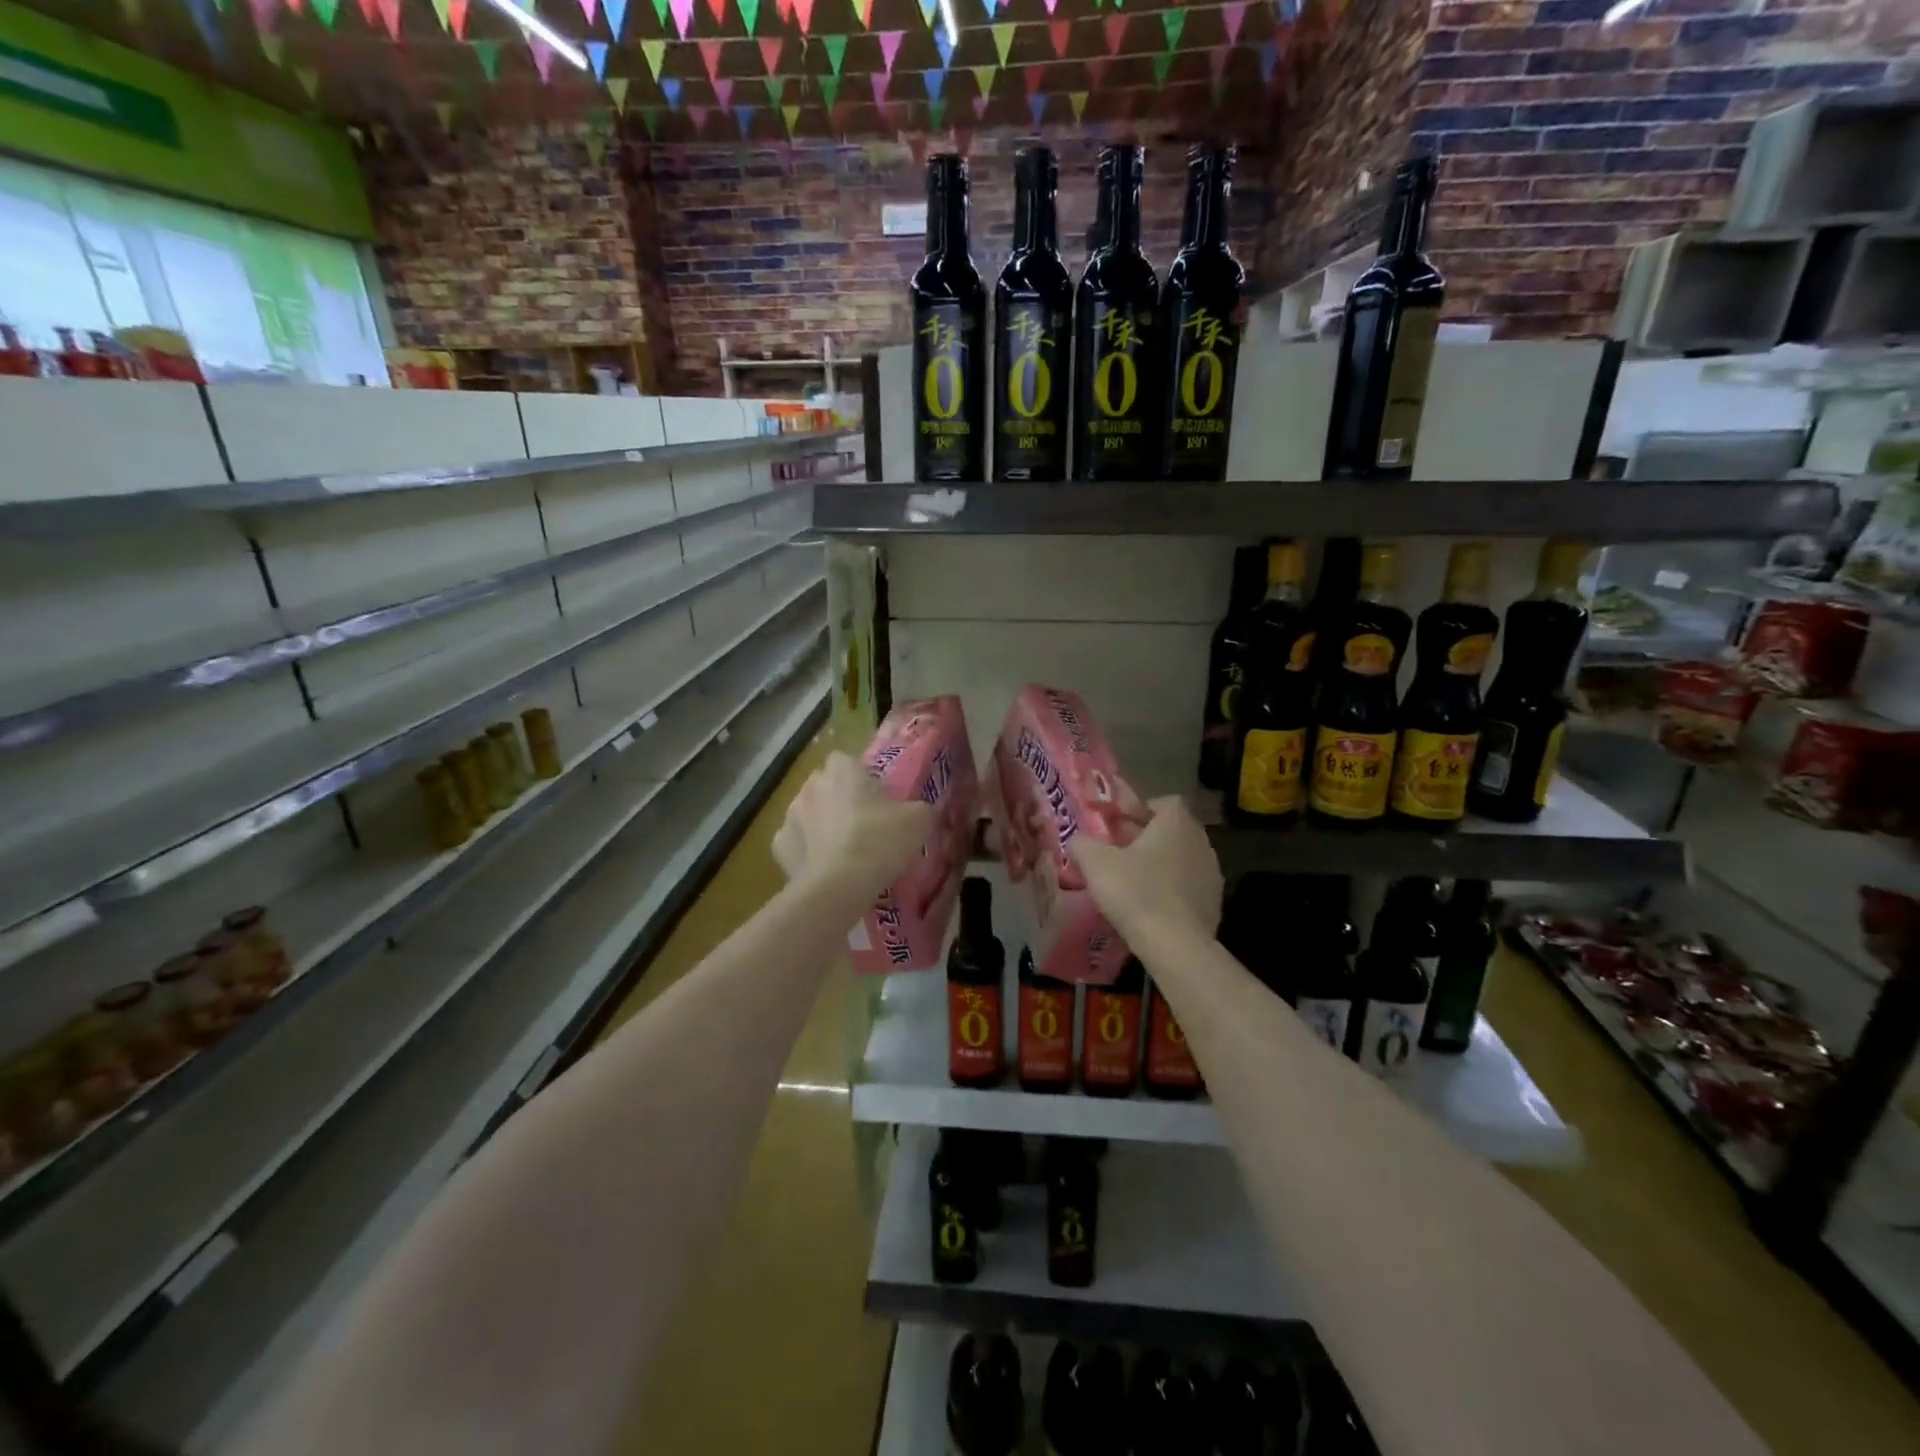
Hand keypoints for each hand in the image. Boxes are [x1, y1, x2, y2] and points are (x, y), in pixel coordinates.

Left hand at [772, 751, 934, 901]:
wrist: (841, 885)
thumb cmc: (881, 841)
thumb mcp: (919, 820)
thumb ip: (918, 807)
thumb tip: (917, 811)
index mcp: (842, 770)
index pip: (846, 760)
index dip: (859, 777)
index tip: (875, 797)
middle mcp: (811, 785)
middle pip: (824, 784)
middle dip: (838, 797)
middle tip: (862, 822)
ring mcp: (790, 815)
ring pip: (807, 811)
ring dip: (820, 822)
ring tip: (842, 848)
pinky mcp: (780, 846)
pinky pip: (795, 841)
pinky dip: (806, 850)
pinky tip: (823, 865)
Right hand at [1068, 795, 1221, 944]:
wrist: (1175, 945)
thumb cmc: (1135, 892)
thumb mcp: (1095, 862)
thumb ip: (1082, 843)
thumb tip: (1078, 840)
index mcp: (1176, 823)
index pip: (1164, 802)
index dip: (1140, 809)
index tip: (1119, 826)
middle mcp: (1200, 841)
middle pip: (1173, 830)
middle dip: (1148, 838)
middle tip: (1120, 853)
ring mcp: (1212, 873)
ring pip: (1182, 859)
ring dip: (1161, 865)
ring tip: (1134, 882)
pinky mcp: (1215, 903)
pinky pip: (1189, 887)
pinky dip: (1172, 891)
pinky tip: (1151, 908)